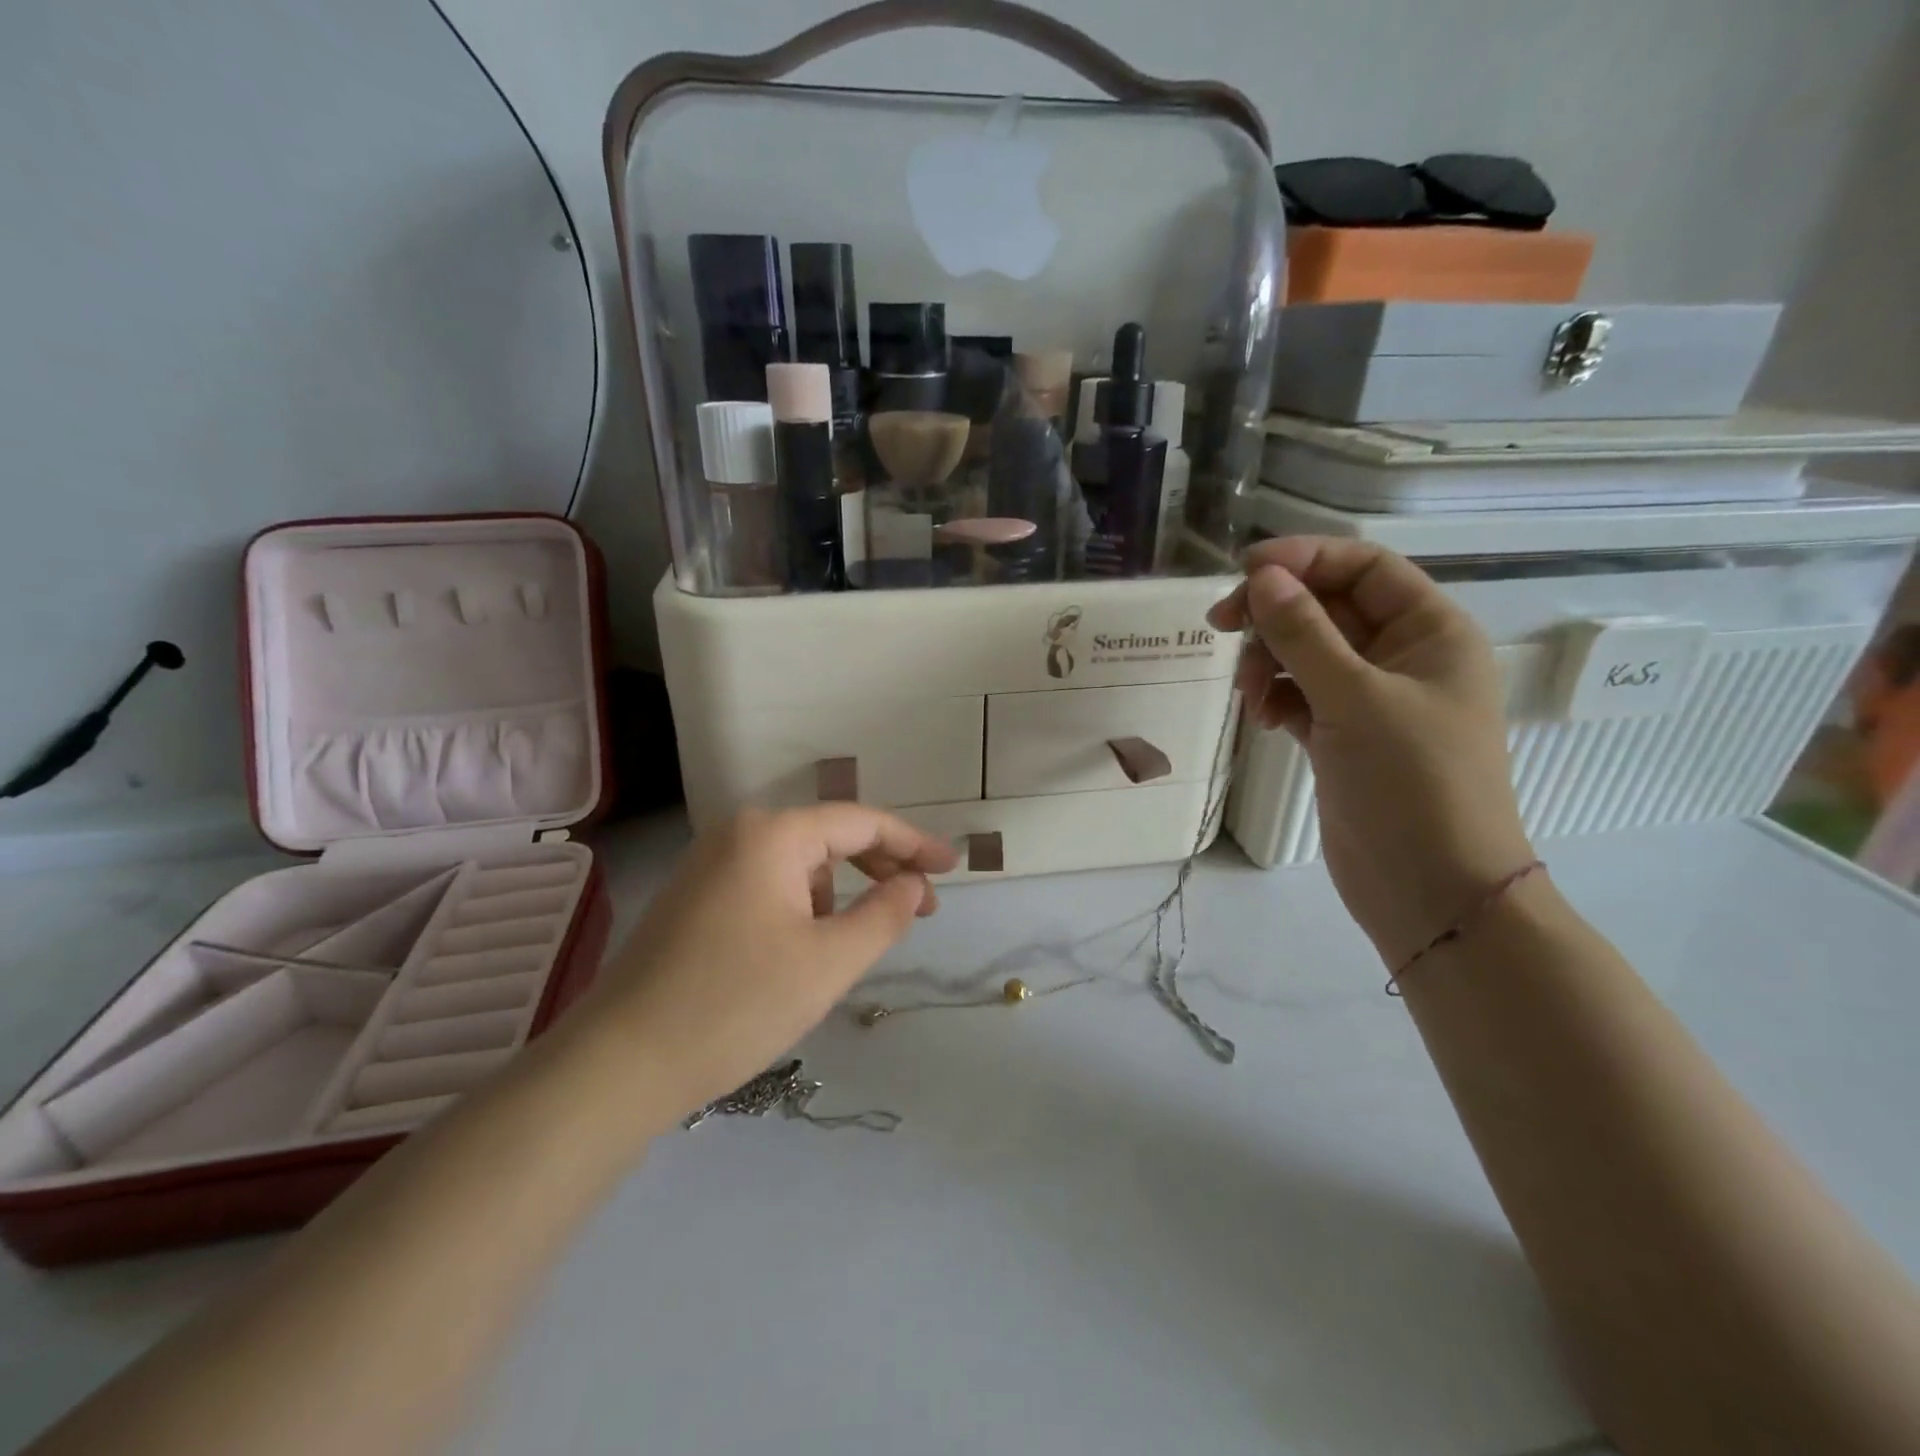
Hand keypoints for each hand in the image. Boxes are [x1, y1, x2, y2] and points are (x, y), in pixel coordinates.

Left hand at [554, 806, 956, 1133]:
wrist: (620, 1064)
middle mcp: (737, 834)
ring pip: (797, 866)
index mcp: (771, 834)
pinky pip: (767, 885)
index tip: (952, 866)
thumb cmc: (737, 1004)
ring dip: (839, 893)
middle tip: (922, 905)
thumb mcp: (830, 961)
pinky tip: (804, 950)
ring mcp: (708, 865)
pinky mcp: (693, 898)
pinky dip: (802, 906)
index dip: (913, 843)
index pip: (860, 822)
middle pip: (828, 837)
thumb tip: (913, 883)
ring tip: (853, 943)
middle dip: (879, 867)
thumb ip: (885, 914)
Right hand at [1209, 537, 1534, 967]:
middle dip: (1275, 614)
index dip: (1304, 559)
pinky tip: (1262, 718)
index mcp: (1430, 631)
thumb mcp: (1355, 698)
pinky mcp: (1344, 736)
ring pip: (1306, 652)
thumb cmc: (1412, 783)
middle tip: (1220, 627)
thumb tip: (1262, 577)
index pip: (1363, 567)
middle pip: (1328, 607)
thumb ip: (1304, 634)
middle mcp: (1403, 656)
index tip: (1242, 572)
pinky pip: (1300, 694)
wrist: (1431, 890)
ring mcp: (1372, 699)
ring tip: (1249, 694)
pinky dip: (1276, 697)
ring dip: (1269, 660)